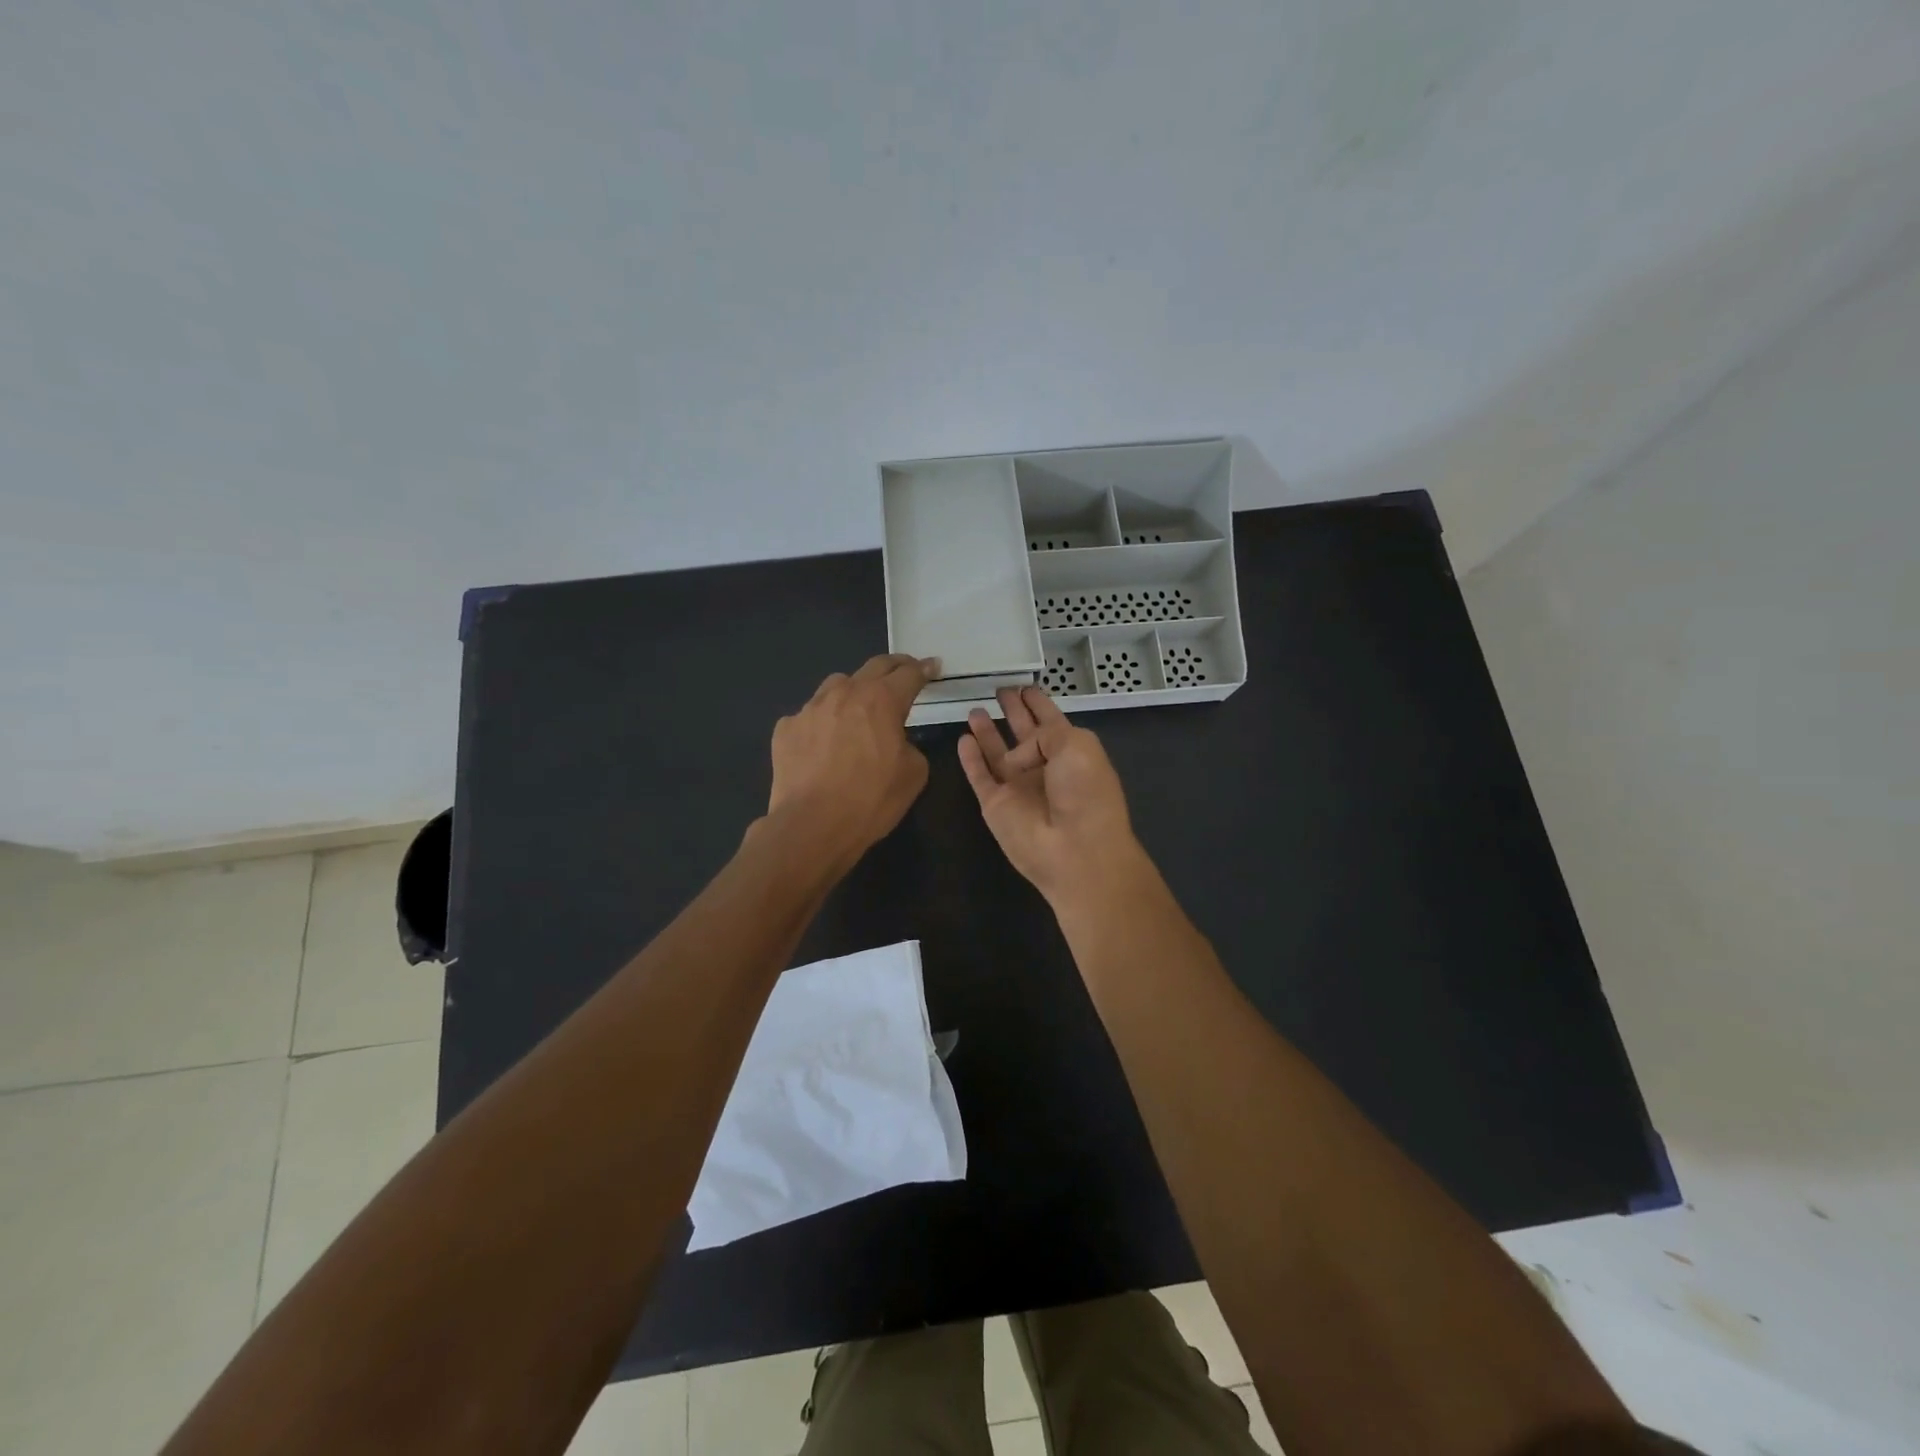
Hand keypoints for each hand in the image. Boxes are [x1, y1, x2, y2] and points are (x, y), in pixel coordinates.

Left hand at [766, 654, 937, 869]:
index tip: (932, 666)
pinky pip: (810, 716)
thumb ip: (910, 746)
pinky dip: (823, 722)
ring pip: (837, 685)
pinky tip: (823, 745)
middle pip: (874, 667)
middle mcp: (845, 693)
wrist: (811, 826)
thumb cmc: (870, 801)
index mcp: (882, 701)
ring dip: (854, 690)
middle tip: (904, 671)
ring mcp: (810, 708)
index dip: (924, 669)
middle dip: (894, 667)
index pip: (909, 674)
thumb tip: (895, 741)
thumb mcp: (914, 775)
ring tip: (858, 707)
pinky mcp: (786, 728)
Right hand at [958, 686, 1147, 910]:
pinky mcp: (995, 804)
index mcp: (1070, 751)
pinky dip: (970, 758)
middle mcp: (1044, 767)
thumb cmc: (1085, 793)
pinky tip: (963, 739)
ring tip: (974, 709)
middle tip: (999, 690)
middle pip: (1024, 733)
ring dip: (987, 732)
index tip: (1025, 686)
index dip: (1038, 703)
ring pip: (997, 753)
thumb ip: (1044, 733)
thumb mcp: (1076, 745)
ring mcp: (1018, 787)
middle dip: (1013, 711)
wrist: (1074, 849)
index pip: (1051, 720)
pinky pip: (979, 776)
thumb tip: (1016, 756)